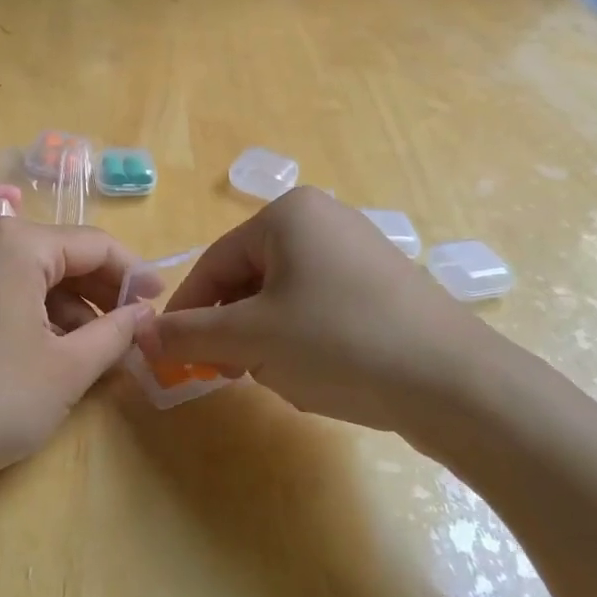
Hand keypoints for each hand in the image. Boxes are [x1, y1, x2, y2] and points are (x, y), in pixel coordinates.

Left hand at [0, 215, 145, 498]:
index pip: (95, 245)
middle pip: (62, 254)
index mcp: (17, 241)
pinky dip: (34, 309)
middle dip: (100, 293)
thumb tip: (144, 314)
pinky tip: (51, 347)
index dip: (134, 275)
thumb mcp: (67, 370)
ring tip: (95, 350)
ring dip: (69, 305)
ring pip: (33, 271)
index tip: (160, 305)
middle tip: (132, 332)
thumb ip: (116, 334)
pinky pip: (4, 284)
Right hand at [137, 188, 517, 433]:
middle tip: (229, 374)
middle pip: (248, 277)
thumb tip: (141, 333)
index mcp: (287, 214)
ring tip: (281, 376)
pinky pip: (320, 306)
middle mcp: (323, 218)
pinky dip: (304, 339)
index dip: (187, 313)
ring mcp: (358, 249)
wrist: (455, 382)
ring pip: (283, 296)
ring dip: (267, 338)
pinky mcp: (383, 284)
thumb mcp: (252, 339)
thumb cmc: (339, 342)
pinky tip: (319, 373)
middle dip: (233, 329)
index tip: (172, 357)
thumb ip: (189, 334)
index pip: (214, 263)